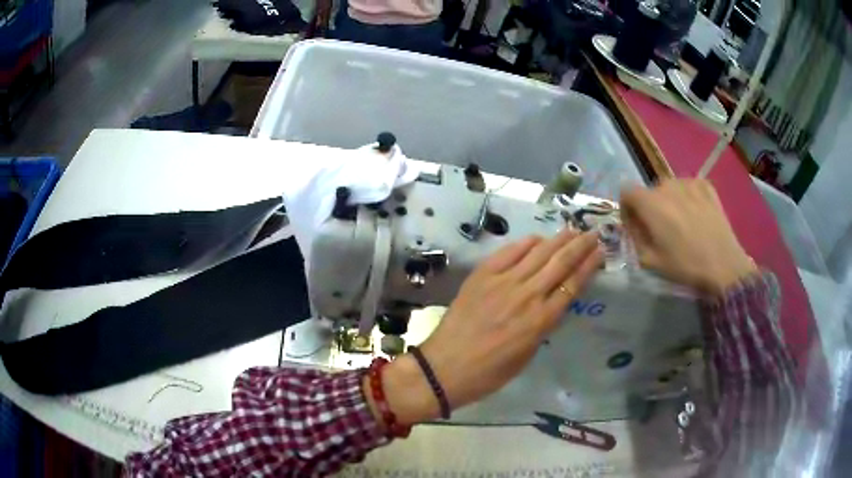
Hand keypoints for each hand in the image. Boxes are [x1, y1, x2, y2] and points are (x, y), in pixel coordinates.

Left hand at [369, 229, 603, 424]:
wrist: (445, 367)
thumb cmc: (489, 373)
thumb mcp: (527, 355)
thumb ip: (543, 325)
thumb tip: (552, 302)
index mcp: (541, 321)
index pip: (572, 285)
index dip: (588, 265)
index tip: (600, 251)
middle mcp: (526, 296)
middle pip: (560, 262)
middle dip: (580, 245)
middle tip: (592, 233)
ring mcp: (503, 282)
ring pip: (538, 252)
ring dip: (558, 239)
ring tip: (572, 230)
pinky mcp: (482, 276)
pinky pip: (509, 252)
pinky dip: (526, 243)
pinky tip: (537, 239)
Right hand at [620, 179, 756, 296]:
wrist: (724, 265)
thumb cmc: (686, 266)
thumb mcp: (651, 262)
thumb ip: (635, 239)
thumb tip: (634, 227)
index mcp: (651, 204)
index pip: (626, 192)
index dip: (627, 208)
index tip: (635, 225)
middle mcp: (667, 186)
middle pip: (650, 191)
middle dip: (650, 207)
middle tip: (661, 229)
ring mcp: (689, 183)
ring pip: (670, 188)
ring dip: (670, 202)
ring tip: (682, 222)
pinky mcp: (706, 186)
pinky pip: (689, 186)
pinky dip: (688, 197)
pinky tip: (697, 214)